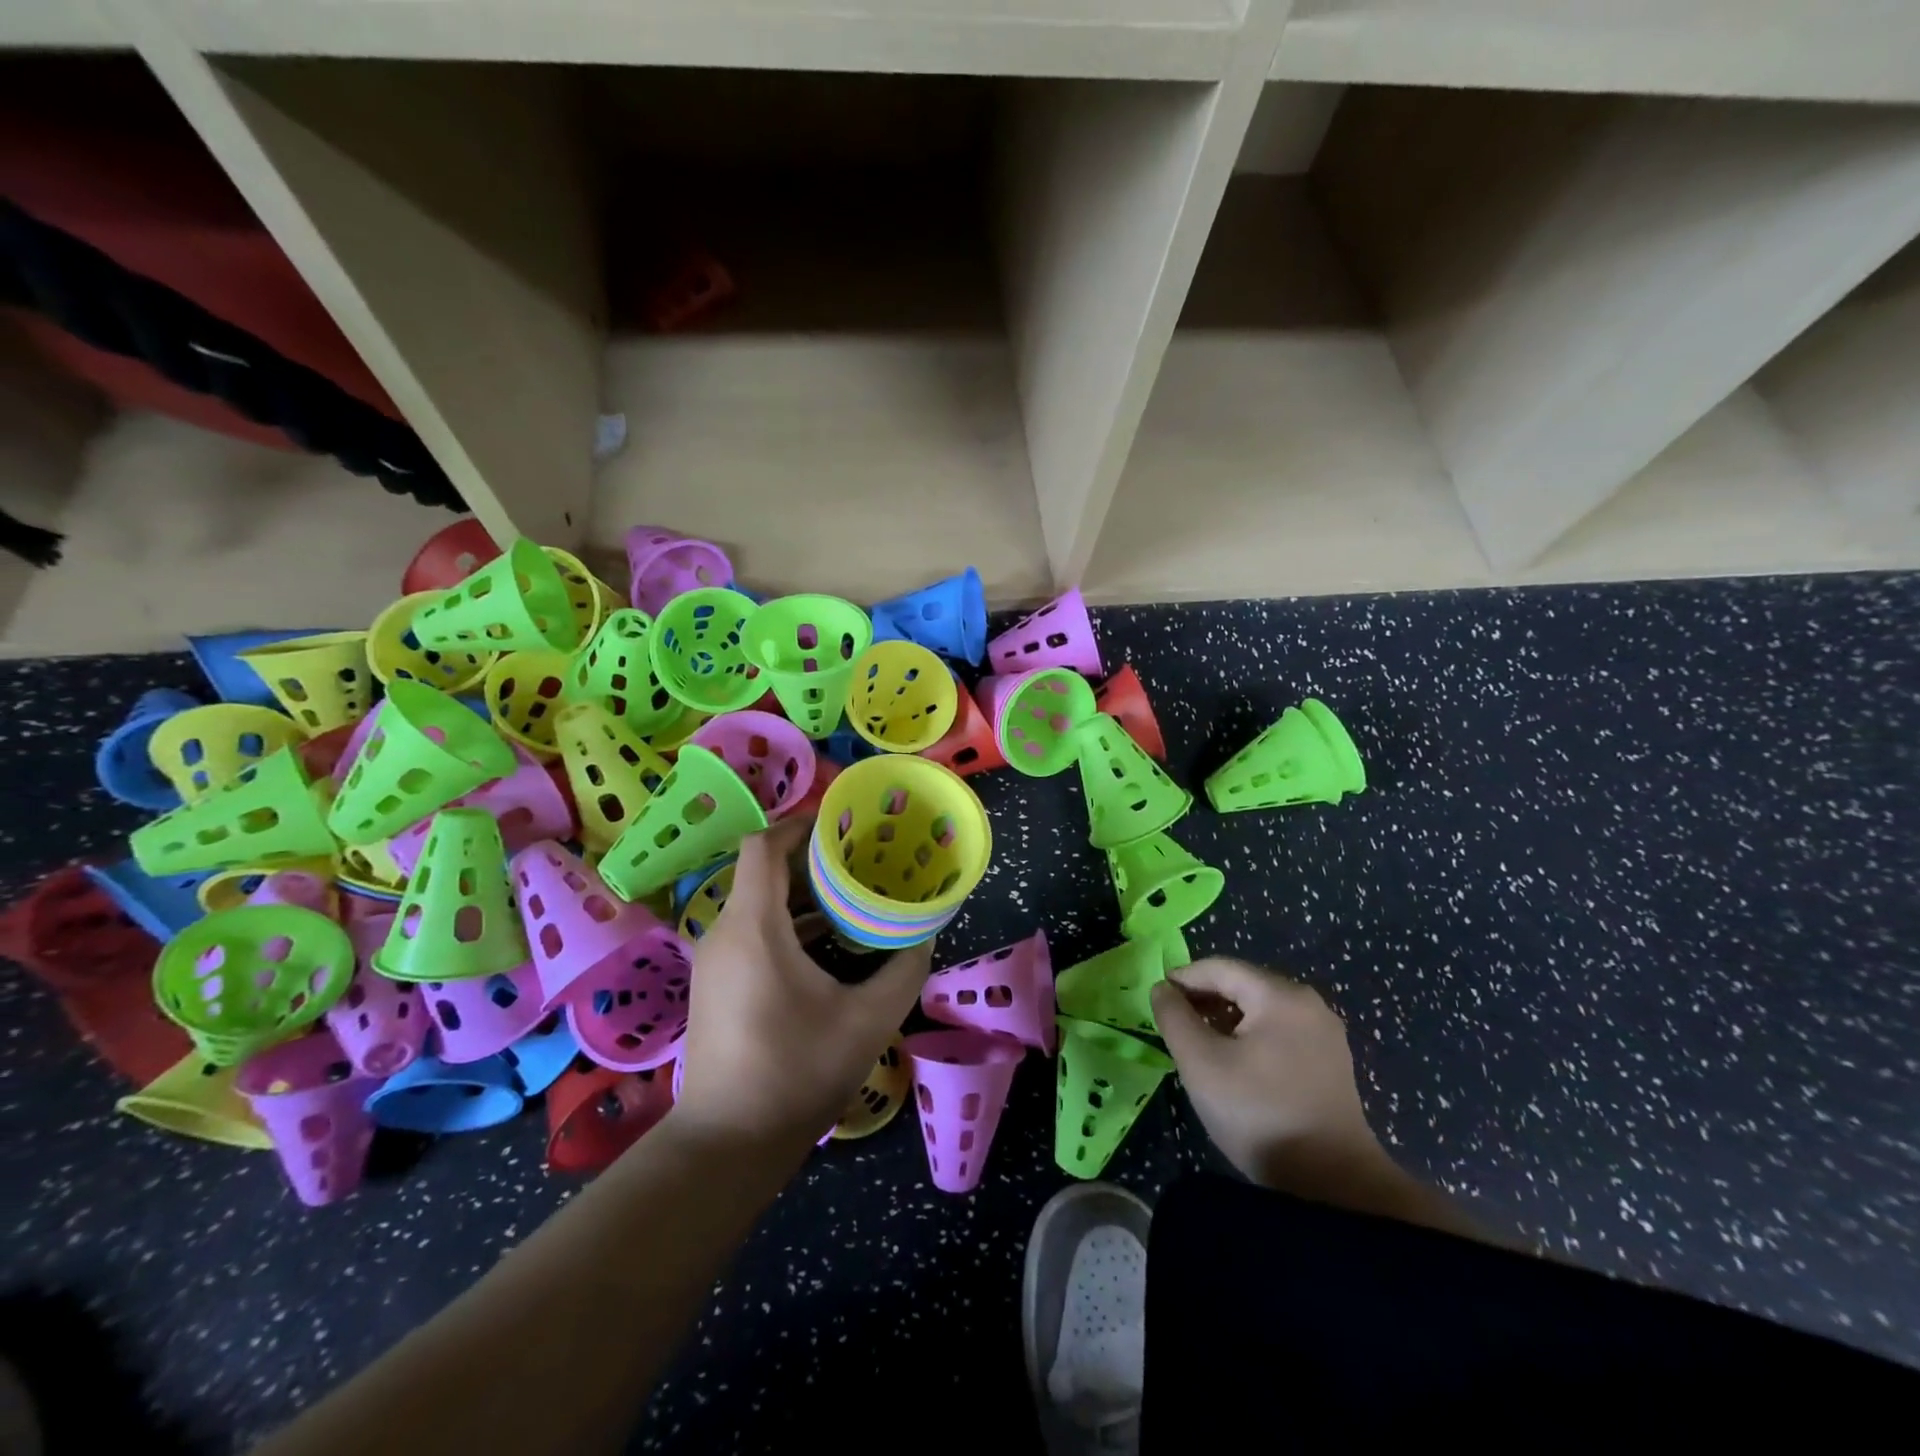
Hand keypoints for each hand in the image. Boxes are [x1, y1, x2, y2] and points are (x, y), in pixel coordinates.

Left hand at [673, 816, 932, 1149]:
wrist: (728, 1144)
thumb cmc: (796, 1072)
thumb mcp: (868, 1019)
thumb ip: (904, 968)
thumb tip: (922, 935)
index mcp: (754, 927)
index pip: (764, 846)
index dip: (801, 825)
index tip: (843, 826)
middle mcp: (726, 932)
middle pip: (765, 871)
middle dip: (813, 860)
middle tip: (863, 859)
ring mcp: (716, 960)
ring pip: (759, 903)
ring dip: (803, 895)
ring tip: (854, 896)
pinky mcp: (717, 984)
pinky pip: (752, 932)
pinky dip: (788, 923)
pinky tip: (828, 942)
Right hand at [1150, 959, 1385, 1190]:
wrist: (1331, 1186)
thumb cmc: (1258, 1113)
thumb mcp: (1200, 1062)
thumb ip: (1174, 1017)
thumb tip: (1162, 989)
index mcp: (1280, 995)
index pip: (1220, 968)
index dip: (1183, 977)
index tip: (1156, 998)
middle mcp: (1308, 1003)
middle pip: (1243, 984)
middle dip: (1204, 998)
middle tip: (1173, 1021)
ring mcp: (1324, 1034)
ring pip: (1261, 1009)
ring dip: (1225, 1018)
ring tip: (1197, 1042)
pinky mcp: (1330, 1062)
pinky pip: (1279, 1031)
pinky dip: (1250, 1036)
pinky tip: (1233, 1061)